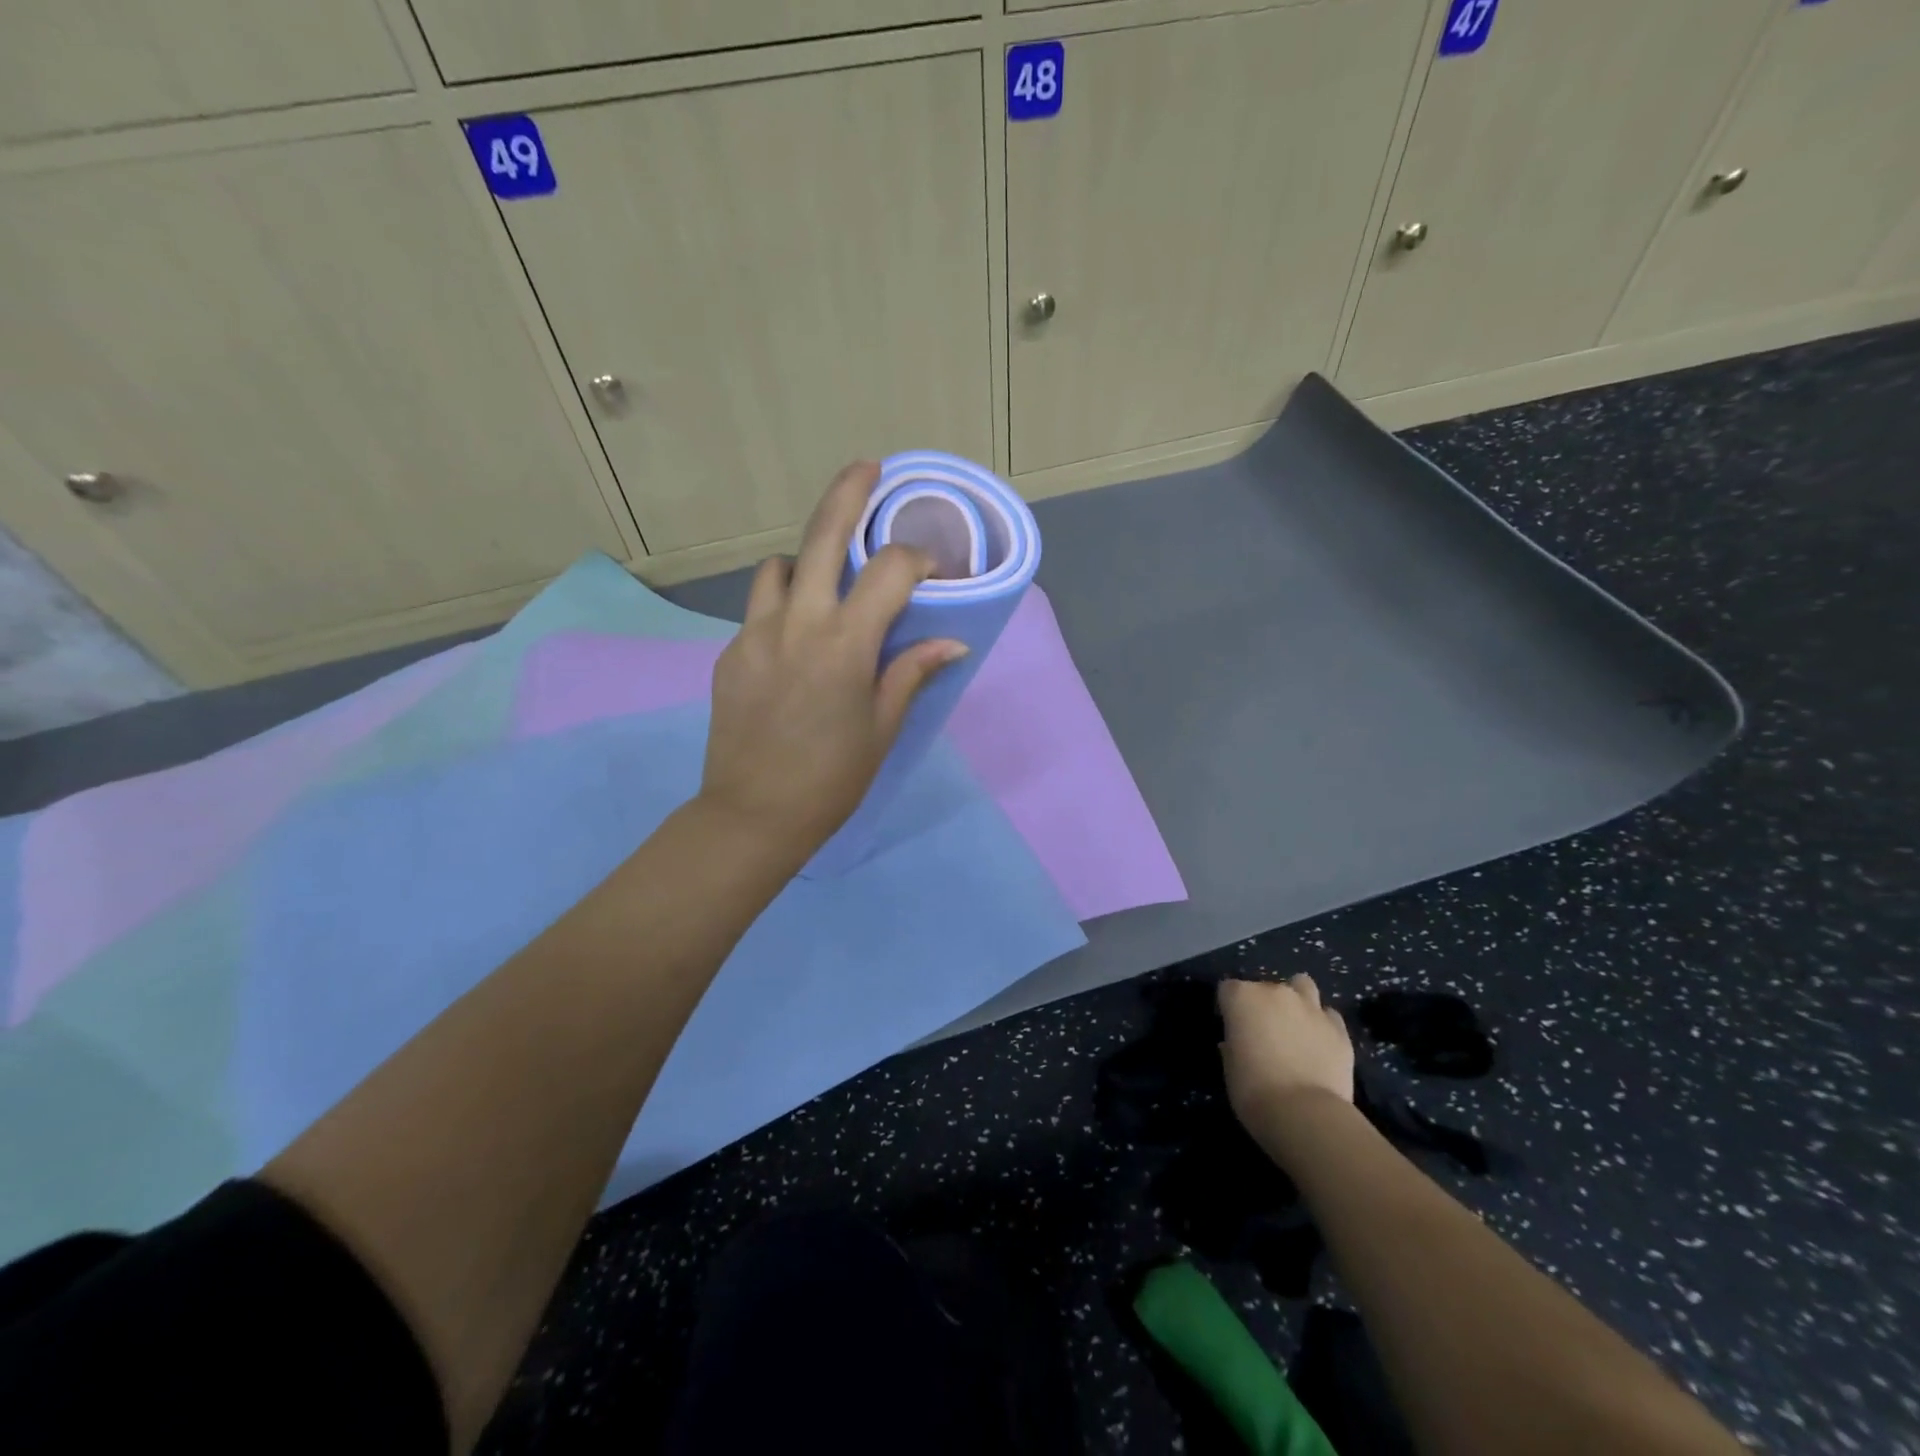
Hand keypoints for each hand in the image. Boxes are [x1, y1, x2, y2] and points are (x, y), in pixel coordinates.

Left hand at [700, 460, 967, 858]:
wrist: (753, 814)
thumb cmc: (832, 778)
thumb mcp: (882, 728)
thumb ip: (911, 674)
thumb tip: (952, 643)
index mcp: (845, 644)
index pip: (890, 571)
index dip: (918, 558)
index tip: (933, 570)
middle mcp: (797, 623)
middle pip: (823, 535)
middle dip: (849, 492)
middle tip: (869, 468)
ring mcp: (756, 633)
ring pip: (780, 566)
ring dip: (808, 560)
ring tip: (827, 581)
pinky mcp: (731, 652)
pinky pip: (760, 609)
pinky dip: (784, 605)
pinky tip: (796, 641)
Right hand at [1218, 975, 1354, 1127]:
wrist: (1306, 1114)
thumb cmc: (1254, 1091)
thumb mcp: (1230, 1068)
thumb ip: (1233, 1046)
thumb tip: (1237, 1043)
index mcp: (1242, 997)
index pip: (1228, 989)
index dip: (1228, 1008)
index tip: (1231, 1029)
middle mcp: (1276, 992)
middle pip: (1265, 987)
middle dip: (1263, 1005)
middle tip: (1263, 1033)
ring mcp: (1311, 1008)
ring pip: (1302, 986)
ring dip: (1297, 1000)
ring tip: (1295, 1025)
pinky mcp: (1339, 1029)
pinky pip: (1328, 1015)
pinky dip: (1322, 1024)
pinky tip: (1320, 1044)